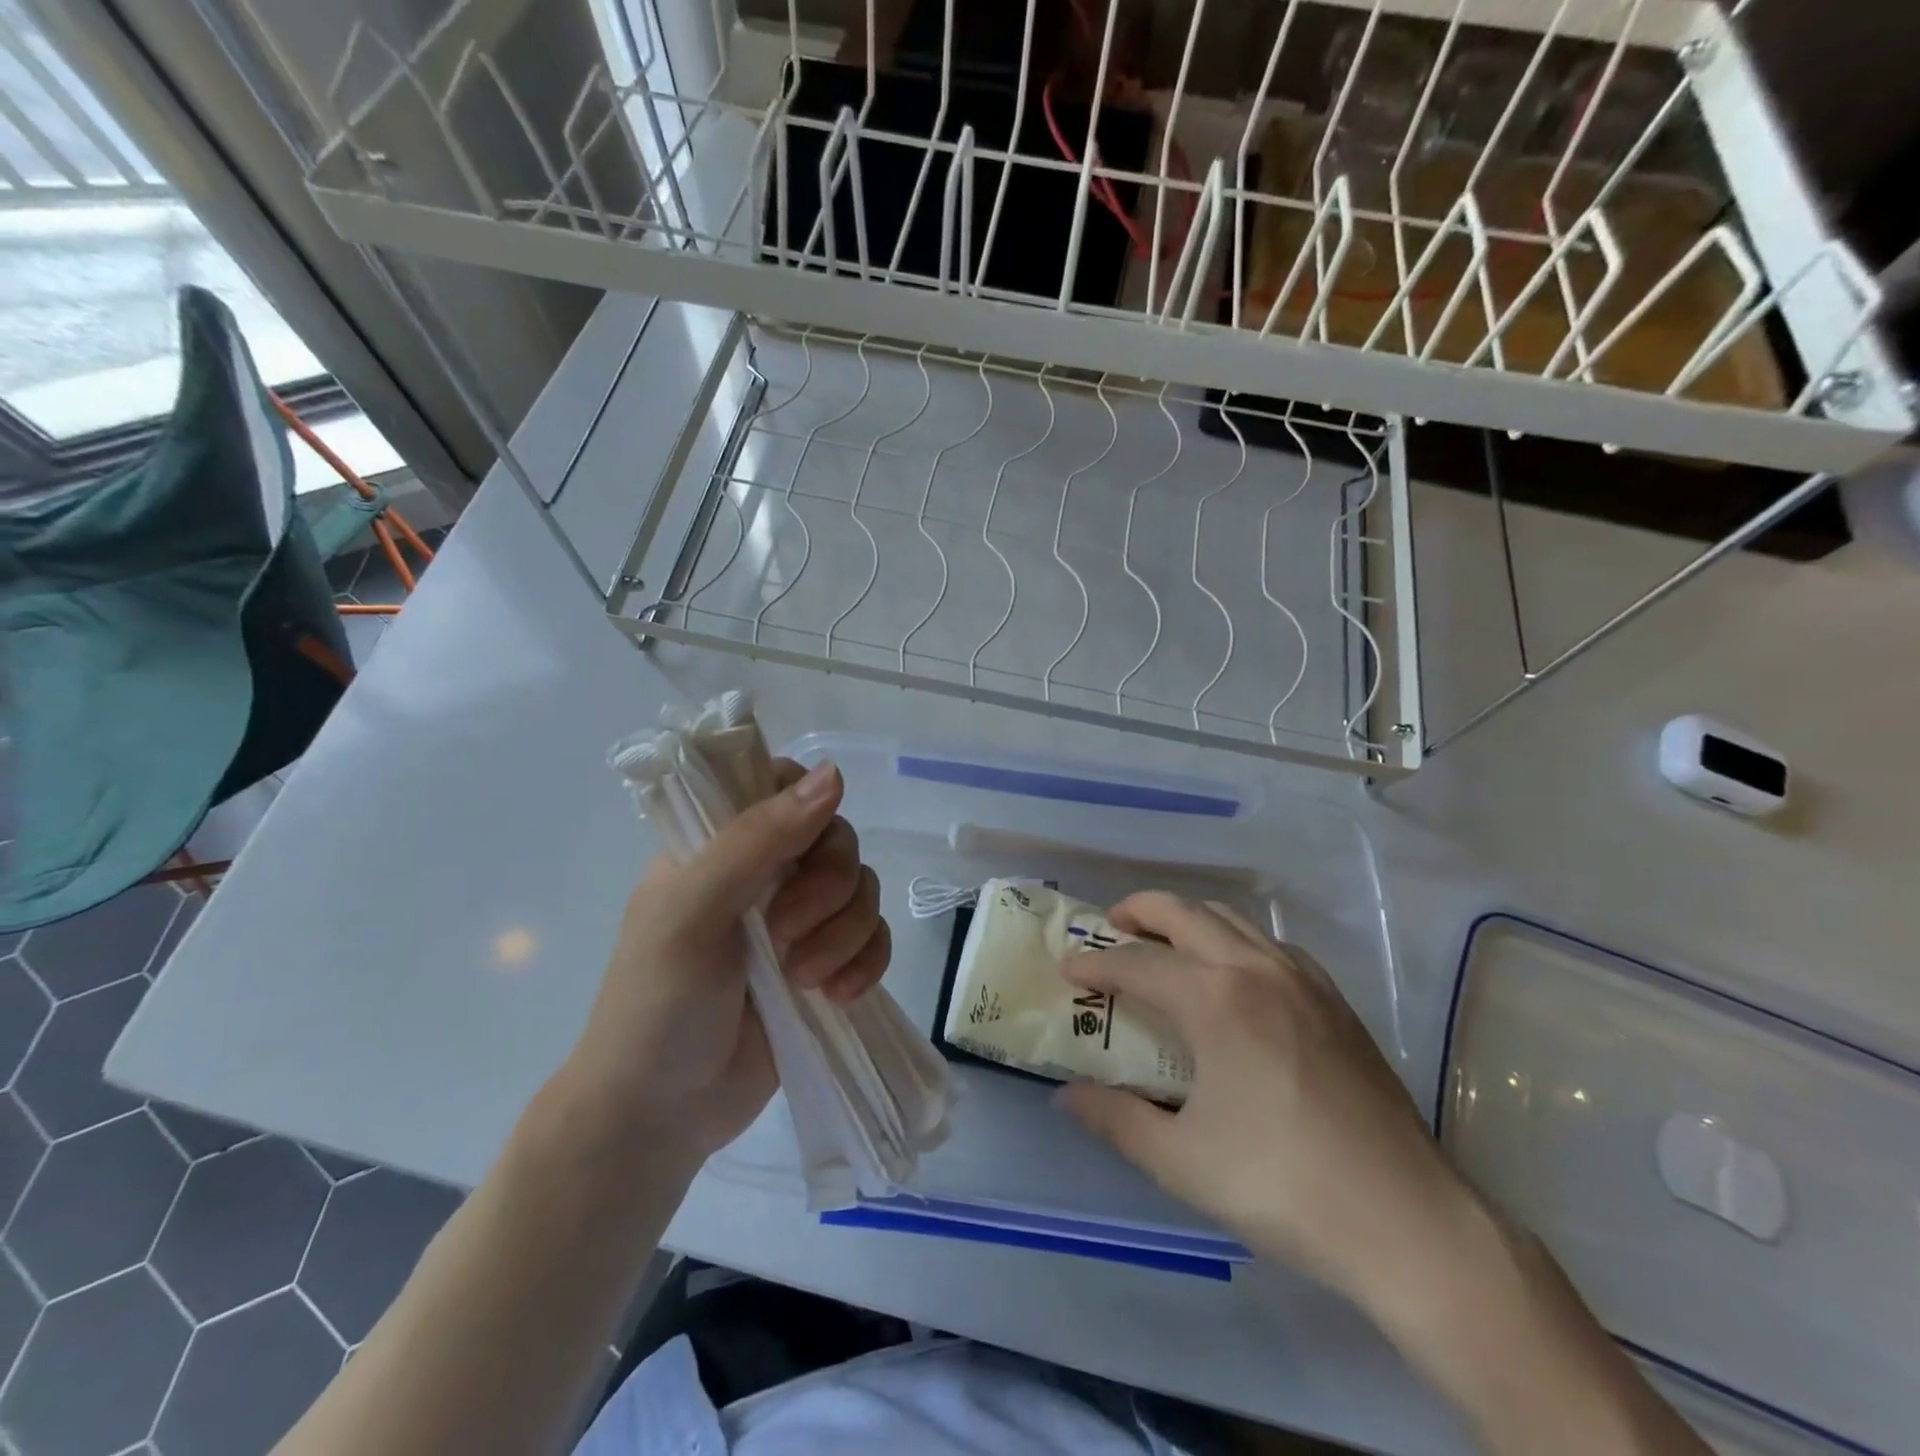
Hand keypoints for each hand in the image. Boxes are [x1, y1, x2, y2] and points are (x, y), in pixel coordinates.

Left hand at [565, 760, 890, 1165]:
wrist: (662, 1115)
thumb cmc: (658, 1003)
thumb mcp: (695, 910)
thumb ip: (759, 838)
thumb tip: (835, 773)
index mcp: (720, 845)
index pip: (782, 786)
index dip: (807, 805)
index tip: (805, 845)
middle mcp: (764, 873)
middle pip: (837, 840)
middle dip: (827, 889)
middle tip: (786, 935)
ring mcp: (798, 921)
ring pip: (862, 890)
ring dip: (845, 934)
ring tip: (803, 980)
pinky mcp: (826, 965)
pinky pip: (875, 938)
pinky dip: (866, 963)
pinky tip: (836, 996)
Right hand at [1057, 892, 1476, 1314]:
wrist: (1407, 1221)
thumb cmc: (1282, 1186)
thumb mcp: (1181, 1162)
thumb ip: (1116, 1120)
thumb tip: (1068, 1096)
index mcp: (1213, 1000)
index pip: (1136, 964)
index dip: (1095, 965)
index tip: (1068, 970)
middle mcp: (1254, 970)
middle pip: (1184, 913)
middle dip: (1138, 911)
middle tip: (1110, 927)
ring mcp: (1301, 980)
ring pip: (1231, 920)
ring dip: (1188, 919)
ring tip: (1165, 942)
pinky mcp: (1335, 1000)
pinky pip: (1272, 945)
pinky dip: (1237, 940)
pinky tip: (1236, 973)